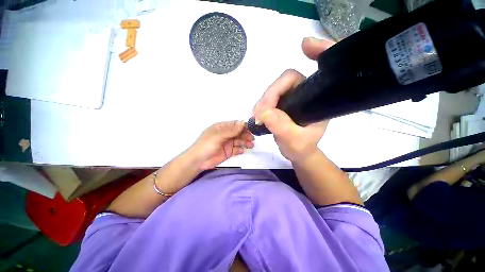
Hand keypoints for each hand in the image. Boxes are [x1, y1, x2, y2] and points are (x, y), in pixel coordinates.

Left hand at [189, 121, 254, 169]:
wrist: (198, 161)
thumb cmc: (206, 145)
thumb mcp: (218, 136)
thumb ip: (231, 130)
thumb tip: (243, 122)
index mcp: (222, 127)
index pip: (235, 125)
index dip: (243, 126)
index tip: (252, 129)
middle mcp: (226, 134)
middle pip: (239, 133)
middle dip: (246, 135)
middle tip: (252, 139)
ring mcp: (227, 143)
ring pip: (239, 141)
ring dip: (245, 142)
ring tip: (251, 145)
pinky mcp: (228, 152)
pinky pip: (237, 149)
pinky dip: (240, 149)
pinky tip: (243, 150)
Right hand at [253, 37, 333, 162]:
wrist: (297, 153)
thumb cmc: (301, 148)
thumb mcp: (294, 141)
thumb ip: (281, 127)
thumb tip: (263, 112)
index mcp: (318, 100)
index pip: (319, 71)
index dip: (317, 53)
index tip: (304, 45)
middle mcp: (306, 94)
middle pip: (286, 81)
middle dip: (271, 94)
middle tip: (259, 112)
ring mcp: (292, 97)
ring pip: (275, 90)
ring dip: (263, 101)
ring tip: (256, 116)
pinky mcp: (282, 103)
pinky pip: (269, 98)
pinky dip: (262, 105)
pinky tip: (258, 115)